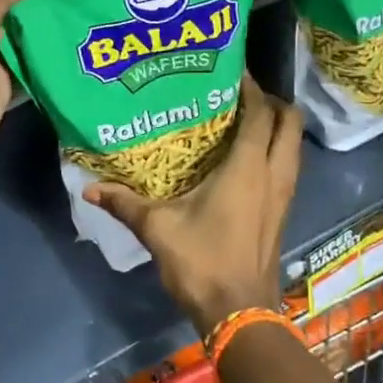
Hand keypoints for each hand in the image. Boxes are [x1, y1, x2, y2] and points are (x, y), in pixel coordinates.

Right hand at [84, 78, 302, 335]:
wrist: (239, 312)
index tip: (231, 70)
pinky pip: (288, 166)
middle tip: (241, 94)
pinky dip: (276, 151)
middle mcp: (274, 174)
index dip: (251, 87)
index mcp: (248, 167)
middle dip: (272, 102)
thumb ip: (125, 203)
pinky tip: (247, 159)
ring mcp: (284, 194)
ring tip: (244, 120)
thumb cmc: (202, 262)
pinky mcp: (283, 212)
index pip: (260, 113)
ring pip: (293, 145)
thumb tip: (89, 188)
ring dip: (277, 127)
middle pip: (289, 122)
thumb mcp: (157, 228)